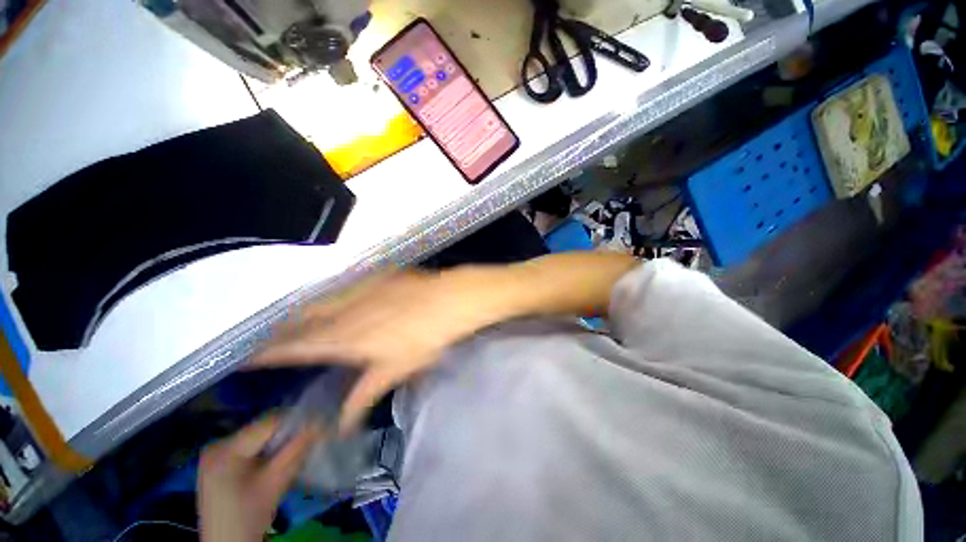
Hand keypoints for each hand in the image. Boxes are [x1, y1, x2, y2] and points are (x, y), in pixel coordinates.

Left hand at [198, 417, 316, 541]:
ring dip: (277, 443)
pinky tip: (273, 463)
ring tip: (291, 454)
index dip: (296, 422)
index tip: (318, 427)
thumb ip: (298, 449)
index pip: (269, 422)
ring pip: (258, 437)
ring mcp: (215, 453)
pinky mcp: (218, 463)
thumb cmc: (249, 516)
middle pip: (262, 429)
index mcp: (226, 448)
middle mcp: (217, 444)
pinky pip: (249, 447)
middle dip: (286, 434)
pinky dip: (266, 451)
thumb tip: (321, 422)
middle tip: (306, 442)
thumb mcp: (276, 481)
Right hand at [253, 268, 514, 431]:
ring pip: (318, 300)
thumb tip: (342, 425)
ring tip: (289, 320)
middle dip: (279, 331)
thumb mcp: (395, 370)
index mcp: (345, 338)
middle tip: (265, 339)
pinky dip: (329, 294)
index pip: (296, 347)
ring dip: (300, 312)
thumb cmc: (425, 338)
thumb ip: (363, 396)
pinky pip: (342, 285)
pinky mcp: (374, 276)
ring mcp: (359, 289)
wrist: (448, 300)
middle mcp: (343, 311)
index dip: (269, 353)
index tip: (247, 356)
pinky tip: (330, 297)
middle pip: (300, 321)